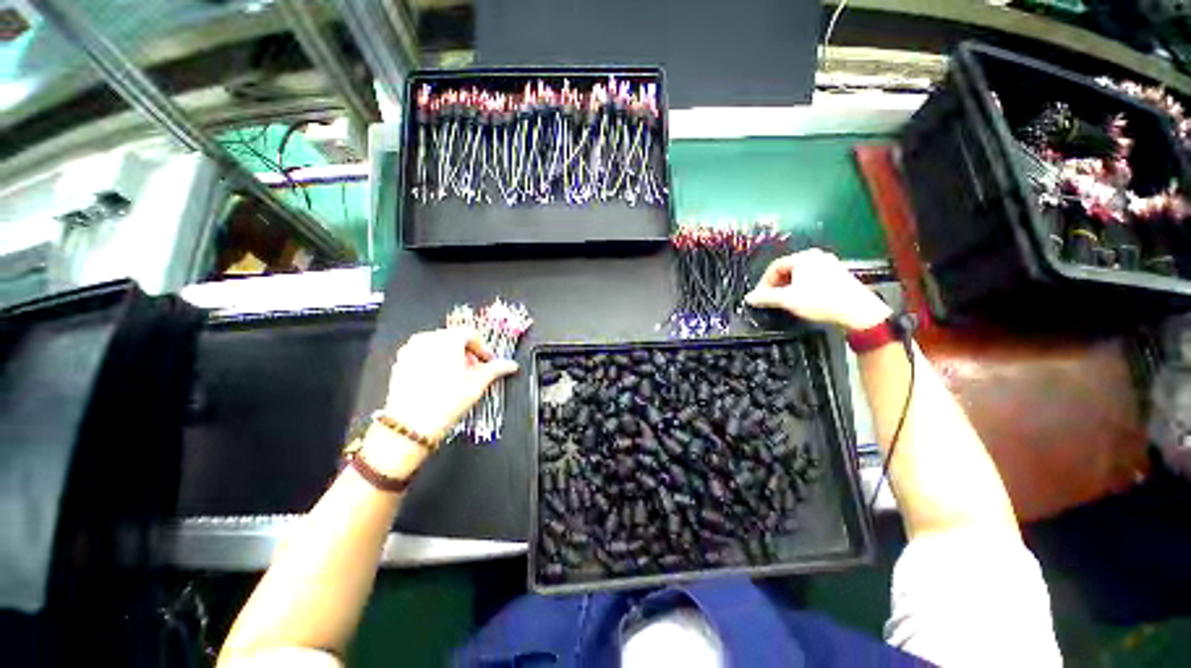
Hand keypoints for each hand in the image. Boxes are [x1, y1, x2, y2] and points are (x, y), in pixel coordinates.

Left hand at [382, 328, 519, 442]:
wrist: (411, 425)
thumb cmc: (446, 402)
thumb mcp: (478, 383)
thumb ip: (496, 369)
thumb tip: (510, 365)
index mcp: (447, 339)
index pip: (471, 334)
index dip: (483, 348)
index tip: (488, 361)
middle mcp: (427, 339)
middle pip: (454, 339)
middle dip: (467, 353)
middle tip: (475, 371)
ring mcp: (411, 350)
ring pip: (438, 347)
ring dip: (452, 357)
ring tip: (459, 377)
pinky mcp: (400, 363)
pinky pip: (423, 356)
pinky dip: (435, 363)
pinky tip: (441, 381)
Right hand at [744, 248, 891, 330]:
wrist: (857, 311)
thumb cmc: (820, 301)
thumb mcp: (788, 300)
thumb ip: (766, 297)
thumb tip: (749, 298)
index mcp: (803, 257)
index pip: (775, 267)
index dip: (764, 282)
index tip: (760, 296)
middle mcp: (817, 256)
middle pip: (788, 269)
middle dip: (776, 285)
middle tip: (771, 299)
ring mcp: (830, 264)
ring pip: (800, 274)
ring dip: (789, 287)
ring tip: (785, 301)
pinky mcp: (838, 275)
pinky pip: (813, 278)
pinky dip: (803, 287)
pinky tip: (803, 300)